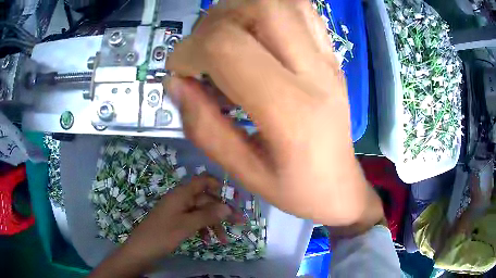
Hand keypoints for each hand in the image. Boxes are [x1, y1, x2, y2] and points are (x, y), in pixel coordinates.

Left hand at [90, 176, 232, 277]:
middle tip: (239, 224)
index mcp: (181, 194)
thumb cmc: (162, 235)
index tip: (234, 197)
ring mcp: (178, 211)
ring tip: (223, 240)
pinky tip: (207, 240)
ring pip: (201, 212)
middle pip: (205, 200)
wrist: (141, 250)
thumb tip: (228, 208)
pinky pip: (194, 221)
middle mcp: (180, 199)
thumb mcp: (187, 225)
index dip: (219, 186)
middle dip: (221, 212)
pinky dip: (203, 229)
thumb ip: (208, 215)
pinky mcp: (176, 222)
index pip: (203, 181)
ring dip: (213, 224)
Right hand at [165, 0, 372, 225]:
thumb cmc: (296, 189)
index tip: (179, 71)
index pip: (228, 46)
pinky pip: (300, 10)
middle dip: (215, 20)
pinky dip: (267, 10)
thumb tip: (174, 82)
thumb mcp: (243, 172)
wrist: (340, 186)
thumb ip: (203, 126)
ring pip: (281, 2)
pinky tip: (255, 34)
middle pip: (259, 7)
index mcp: (291, 111)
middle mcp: (315, 72)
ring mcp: (328, 58)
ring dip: (240, 10)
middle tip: (203, 48)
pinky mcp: (331, 55)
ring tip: (225, 38)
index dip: (190, 50)